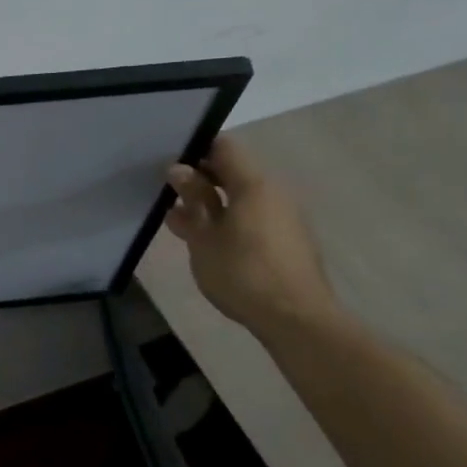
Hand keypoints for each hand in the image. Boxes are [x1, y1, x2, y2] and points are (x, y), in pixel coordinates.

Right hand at [166, 137, 341, 336]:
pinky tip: (209, 243)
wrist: (296, 320)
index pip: (224, 147)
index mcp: (254, 183)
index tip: (170, 166)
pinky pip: (254, 217)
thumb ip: (193, 199)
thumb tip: (179, 169)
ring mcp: (285, 217)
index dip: (195, 150)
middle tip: (170, 197)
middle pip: (234, 171)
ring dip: (213, 204)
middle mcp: (274, 192)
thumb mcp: (204, 236)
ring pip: (242, 197)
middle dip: (201, 180)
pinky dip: (230, 221)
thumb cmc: (243, 272)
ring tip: (183, 225)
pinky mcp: (289, 241)